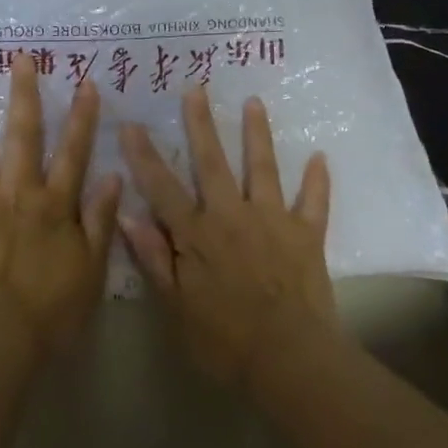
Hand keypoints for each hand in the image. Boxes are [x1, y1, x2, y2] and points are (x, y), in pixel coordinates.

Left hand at [0, 52, 121, 354]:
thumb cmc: (50, 311)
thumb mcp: (91, 269)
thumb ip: (101, 220)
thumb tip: (112, 176)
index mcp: (55, 204)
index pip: (74, 151)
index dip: (83, 116)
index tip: (86, 82)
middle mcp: (18, 192)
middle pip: (24, 135)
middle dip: (25, 94)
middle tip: (22, 58)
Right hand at [119, 87, 335, 386]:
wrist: (290, 360)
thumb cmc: (225, 340)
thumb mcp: (176, 307)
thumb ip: (154, 258)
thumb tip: (127, 214)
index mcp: (198, 234)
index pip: (163, 187)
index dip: (144, 155)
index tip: (131, 123)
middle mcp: (233, 215)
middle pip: (212, 162)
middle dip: (202, 124)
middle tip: (196, 88)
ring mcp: (273, 220)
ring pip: (262, 168)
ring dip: (257, 134)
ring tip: (254, 102)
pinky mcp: (306, 234)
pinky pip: (314, 201)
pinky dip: (317, 180)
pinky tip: (320, 157)